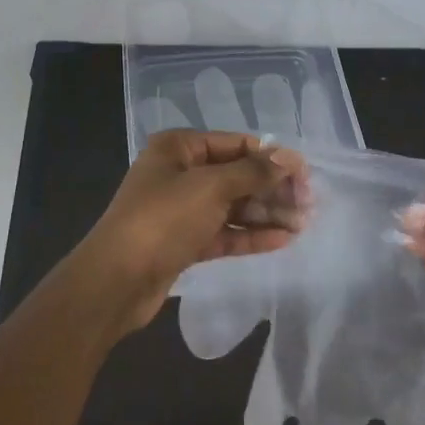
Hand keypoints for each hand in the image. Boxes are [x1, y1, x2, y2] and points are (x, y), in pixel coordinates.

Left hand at [76, 130, 308, 335]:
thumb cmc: (163, 219)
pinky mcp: (184, 242)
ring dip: (266, 214)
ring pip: (232, 207)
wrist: (116, 280)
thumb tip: (289, 159)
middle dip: (272, 189)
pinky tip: (282, 240)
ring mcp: (181, 210)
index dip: (271, 158)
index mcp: (178, 148)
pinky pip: (224, 232)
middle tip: (308, 204)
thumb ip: (253, 173)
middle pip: (236, 176)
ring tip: (302, 224)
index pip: (235, 144)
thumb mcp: (210, 187)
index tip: (304, 175)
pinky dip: (251, 235)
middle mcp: (179, 174)